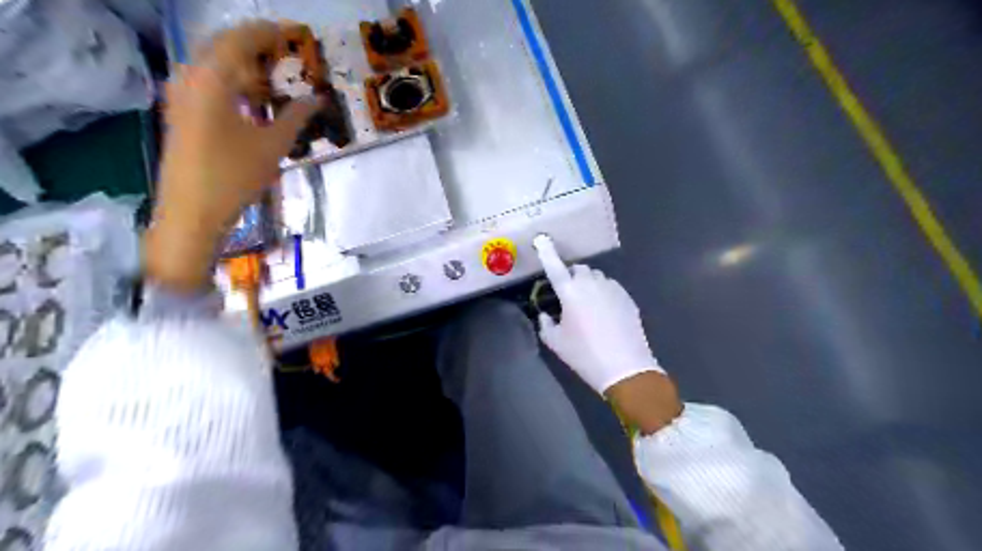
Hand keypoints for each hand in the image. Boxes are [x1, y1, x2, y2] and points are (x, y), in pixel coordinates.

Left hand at [145, 22, 320, 293]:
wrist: (192, 211)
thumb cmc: (234, 176)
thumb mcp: (273, 145)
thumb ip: (296, 117)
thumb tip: (317, 99)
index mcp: (212, 79)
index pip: (240, 40)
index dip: (268, 33)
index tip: (293, 34)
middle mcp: (190, 77)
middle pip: (222, 46)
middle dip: (254, 45)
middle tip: (285, 53)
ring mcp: (180, 95)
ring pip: (213, 65)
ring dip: (243, 65)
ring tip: (274, 77)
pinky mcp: (181, 112)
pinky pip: (206, 82)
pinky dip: (231, 82)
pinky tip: (251, 99)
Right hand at [531, 236, 684, 434]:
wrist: (625, 368)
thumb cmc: (585, 355)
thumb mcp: (556, 343)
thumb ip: (545, 324)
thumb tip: (545, 314)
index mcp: (570, 292)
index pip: (554, 267)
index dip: (547, 252)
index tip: (542, 239)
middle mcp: (591, 284)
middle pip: (579, 269)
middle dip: (572, 277)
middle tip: (569, 296)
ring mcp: (612, 289)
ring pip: (597, 277)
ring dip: (589, 284)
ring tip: (588, 305)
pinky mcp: (627, 297)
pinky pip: (611, 287)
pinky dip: (604, 292)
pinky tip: (605, 312)